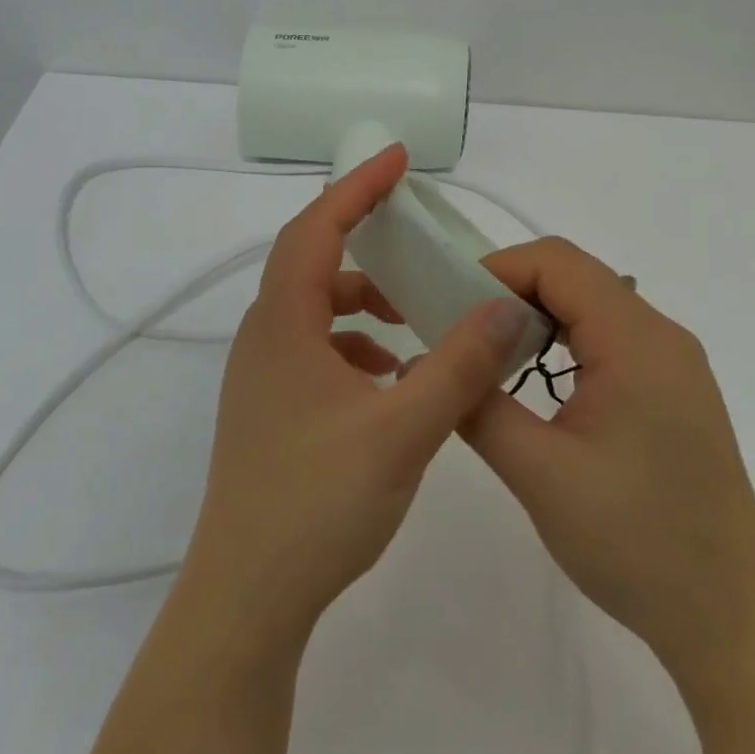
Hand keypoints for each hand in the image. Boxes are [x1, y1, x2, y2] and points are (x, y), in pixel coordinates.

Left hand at [179, 143, 544, 651]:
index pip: (316, 228)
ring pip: (314, 311)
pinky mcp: (270, 410)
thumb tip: (506, 308)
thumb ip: (458, 366)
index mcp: (283, 324)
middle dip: (364, 240)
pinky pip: (314, 351)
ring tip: (413, 318)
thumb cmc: (317, 503)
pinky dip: (353, 345)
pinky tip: (390, 378)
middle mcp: (264, 338)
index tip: (396, 158)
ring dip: (362, 302)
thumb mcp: (403, 430)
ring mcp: (262, 376)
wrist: (248, 595)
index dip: (356, 187)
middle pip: (312, 263)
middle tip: (415, 236)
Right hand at [460, 238, 754, 686]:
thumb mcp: (539, 472)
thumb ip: (477, 405)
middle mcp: (660, 336)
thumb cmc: (636, 542)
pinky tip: (533, 383)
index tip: (447, 306)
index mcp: (637, 340)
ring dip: (533, 319)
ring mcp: (671, 365)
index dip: (496, 269)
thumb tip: (426, 360)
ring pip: (590, 308)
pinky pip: (607, 340)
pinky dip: (561, 345)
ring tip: (485, 357)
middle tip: (457, 333)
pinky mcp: (670, 392)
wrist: (731, 621)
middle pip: (574, 277)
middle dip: (508, 292)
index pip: (557, 262)